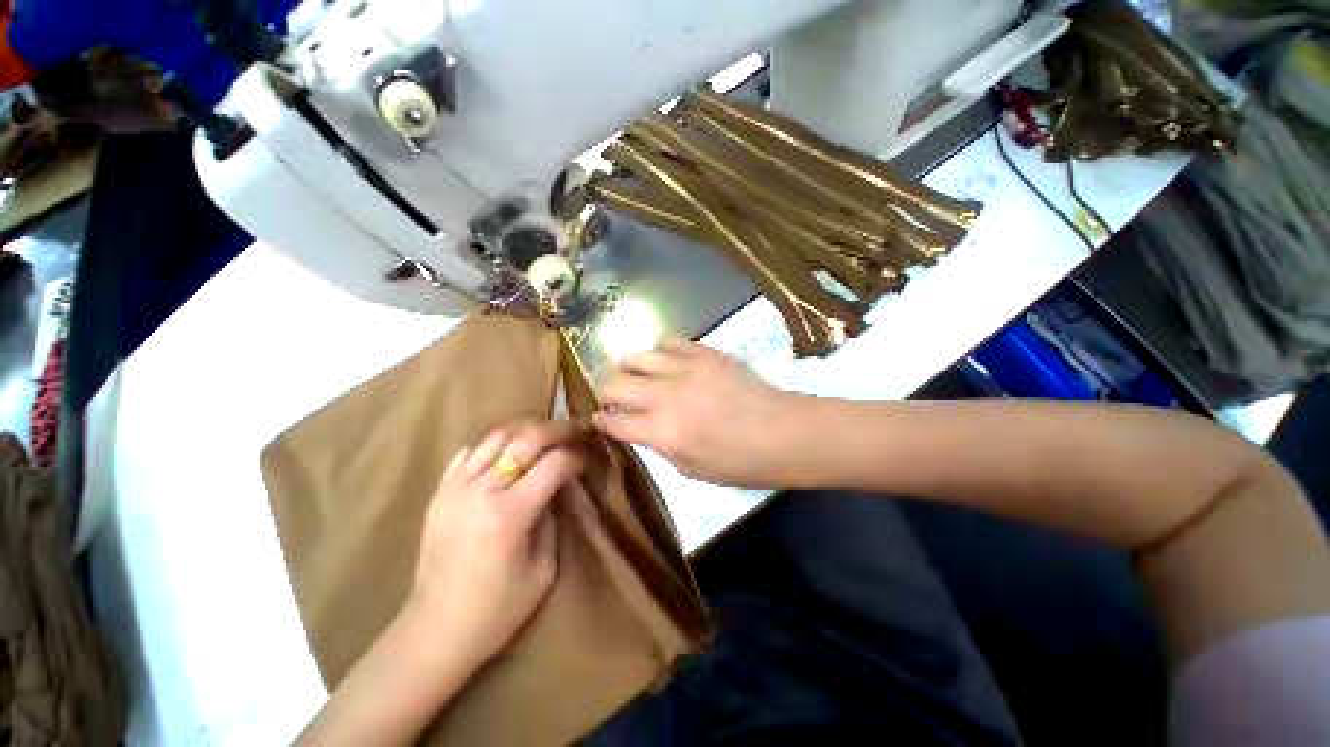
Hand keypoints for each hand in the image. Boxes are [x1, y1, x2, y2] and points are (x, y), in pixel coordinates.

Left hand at [407, 421, 584, 673]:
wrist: (435, 630)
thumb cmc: (497, 609)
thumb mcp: (544, 569)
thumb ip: (554, 518)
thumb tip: (561, 484)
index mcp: (509, 515)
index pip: (553, 464)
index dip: (575, 458)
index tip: (585, 462)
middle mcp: (480, 492)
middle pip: (526, 439)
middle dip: (557, 430)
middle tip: (574, 431)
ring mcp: (455, 489)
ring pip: (496, 437)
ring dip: (526, 431)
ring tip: (545, 437)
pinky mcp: (439, 493)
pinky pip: (469, 453)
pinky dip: (494, 446)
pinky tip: (508, 454)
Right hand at [593, 340, 806, 487]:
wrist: (783, 433)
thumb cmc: (740, 464)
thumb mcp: (692, 470)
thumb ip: (661, 447)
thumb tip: (644, 429)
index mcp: (661, 433)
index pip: (614, 422)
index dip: (601, 421)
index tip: (599, 419)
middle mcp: (664, 397)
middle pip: (614, 384)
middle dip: (607, 392)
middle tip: (615, 398)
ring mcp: (683, 369)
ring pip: (635, 356)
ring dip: (629, 368)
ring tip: (637, 376)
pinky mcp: (703, 353)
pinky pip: (668, 341)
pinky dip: (659, 351)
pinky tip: (666, 361)